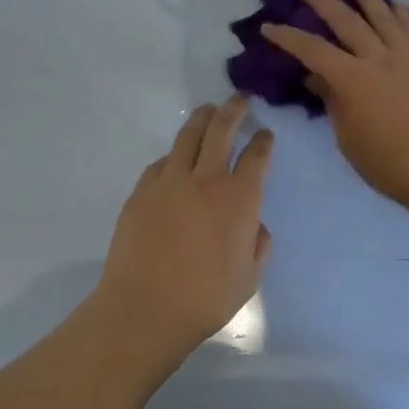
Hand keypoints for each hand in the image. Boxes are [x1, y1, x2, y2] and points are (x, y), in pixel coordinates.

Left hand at [96, 96, 274, 359]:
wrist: (145, 309)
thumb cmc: (206, 298)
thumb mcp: (250, 277)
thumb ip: (259, 244)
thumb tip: (255, 225)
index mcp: (240, 198)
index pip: (258, 155)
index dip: (264, 140)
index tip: (266, 134)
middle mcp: (207, 179)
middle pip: (223, 129)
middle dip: (234, 109)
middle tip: (240, 98)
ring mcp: (170, 181)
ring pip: (189, 135)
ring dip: (202, 118)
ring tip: (208, 109)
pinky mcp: (142, 191)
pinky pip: (161, 162)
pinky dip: (173, 155)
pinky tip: (175, 159)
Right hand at [262, 0, 408, 211]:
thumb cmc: (386, 162)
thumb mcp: (347, 136)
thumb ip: (333, 101)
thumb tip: (317, 78)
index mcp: (352, 79)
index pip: (312, 50)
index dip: (288, 37)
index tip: (269, 26)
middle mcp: (378, 58)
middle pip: (346, 21)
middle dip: (322, 2)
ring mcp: (406, 58)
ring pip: (383, 16)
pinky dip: (402, 15)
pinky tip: (397, 3)